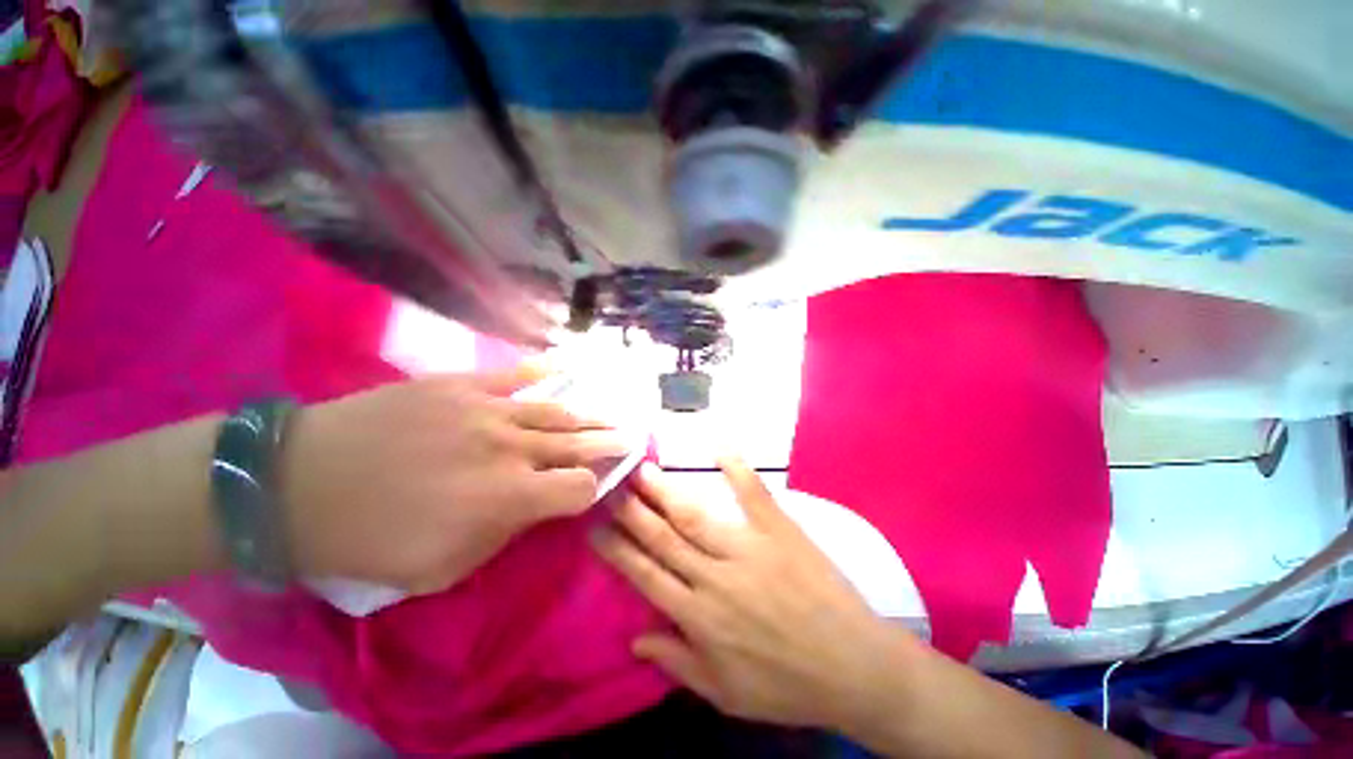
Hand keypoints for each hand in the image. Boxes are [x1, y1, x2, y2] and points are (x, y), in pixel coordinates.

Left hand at [282, 366, 628, 592]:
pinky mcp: (461, 385)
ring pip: (556, 410)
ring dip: (587, 414)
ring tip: (609, 414)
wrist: (297, 483)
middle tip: (632, 437)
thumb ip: (503, 535)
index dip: (594, 489)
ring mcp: (487, 409)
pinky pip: (514, 376)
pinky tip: (563, 369)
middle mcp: (511, 448)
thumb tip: (536, 506)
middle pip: (578, 442)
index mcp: (509, 497)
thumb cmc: (367, 540)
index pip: (579, 488)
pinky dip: (542, 373)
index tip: (597, 488)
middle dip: (609, 443)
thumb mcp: (441, 567)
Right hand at [593, 458, 913, 730]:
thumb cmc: (787, 686)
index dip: (616, 549)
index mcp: (698, 617)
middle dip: (631, 509)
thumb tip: (634, 638)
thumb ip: (677, 662)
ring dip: (664, 490)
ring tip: (640, 469)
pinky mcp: (778, 530)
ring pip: (693, 514)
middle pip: (662, 536)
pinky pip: (752, 493)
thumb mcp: (725, 695)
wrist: (854, 667)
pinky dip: (736, 467)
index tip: (594, 526)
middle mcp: (714, 576)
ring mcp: (747, 548)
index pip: (644, 574)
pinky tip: (718, 445)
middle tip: (610, 485)